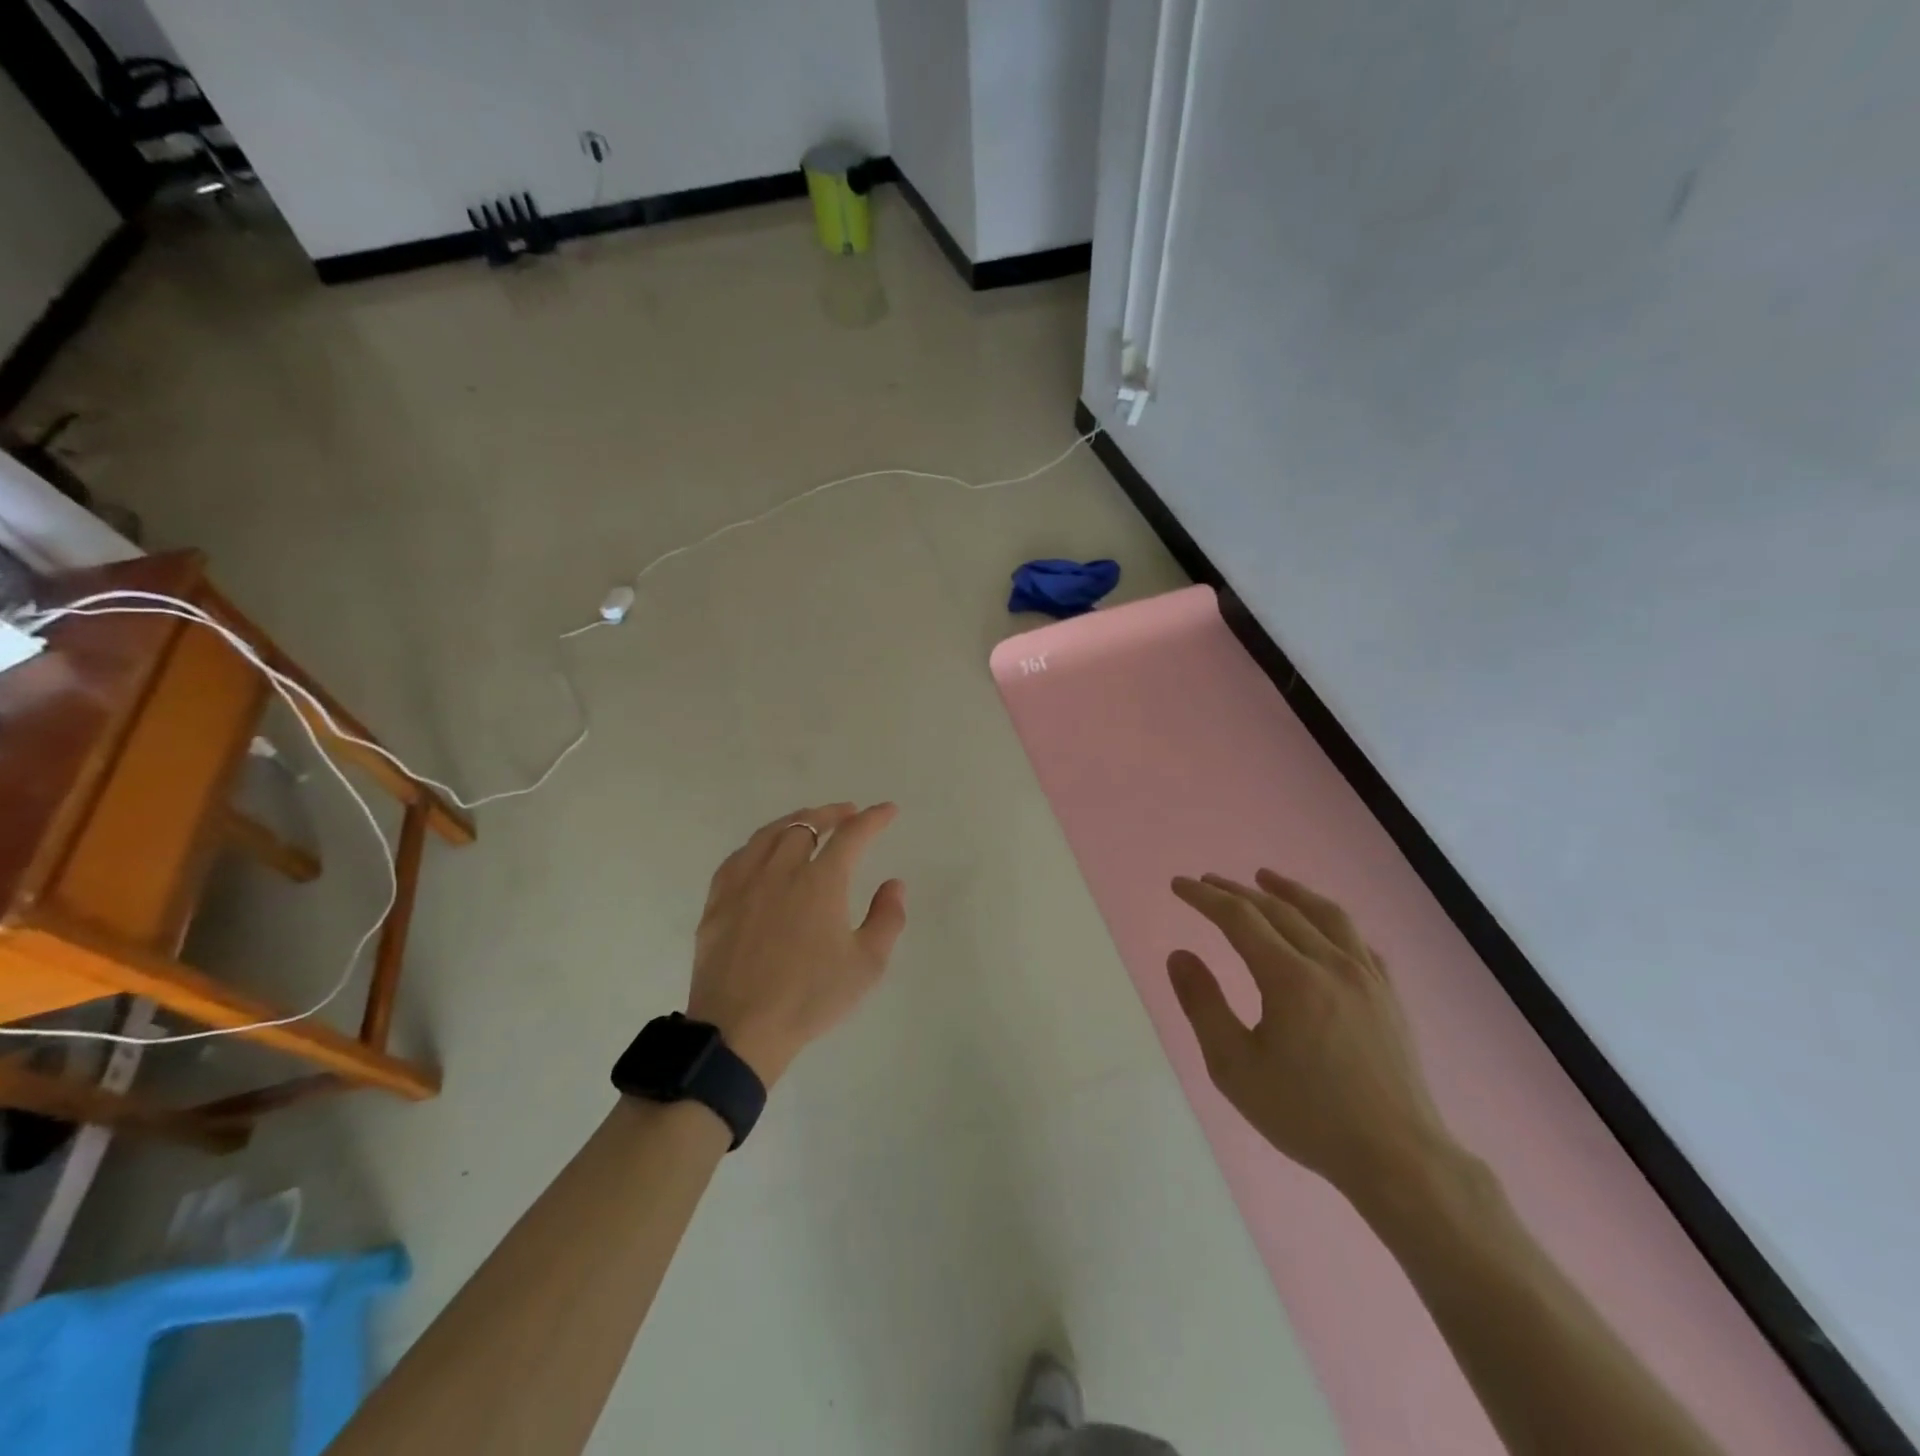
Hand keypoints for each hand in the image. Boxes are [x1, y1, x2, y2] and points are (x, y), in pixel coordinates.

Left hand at [686, 803, 906, 1085]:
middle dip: (832, 814)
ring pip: (769, 835)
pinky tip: (761, 852)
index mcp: (821, 882)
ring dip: (795, 822)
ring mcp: (744, 884)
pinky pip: (738, 858)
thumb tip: (894, 884)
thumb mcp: (866, 965)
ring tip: (808, 822)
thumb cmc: (810, 998)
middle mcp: (781, 871)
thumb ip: (887, 918)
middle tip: (848, 814)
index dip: (874, 819)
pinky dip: (758, 845)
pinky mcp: (717, 903)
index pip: (852, 835)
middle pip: (807, 825)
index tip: (888, 811)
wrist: (740, 1031)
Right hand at [1168, 871, 1453, 1203]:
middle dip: (1237, 891)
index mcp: (1290, 978)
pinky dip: (1330, 922)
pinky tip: (1322, 927)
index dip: (1205, 897)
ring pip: (1326, 915)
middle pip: (1278, 910)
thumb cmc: (1307, 1115)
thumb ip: (1203, 1005)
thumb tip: (1180, 954)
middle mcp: (1331, 964)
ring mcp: (1367, 977)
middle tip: (1208, 882)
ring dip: (1289, 892)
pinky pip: (1358, 942)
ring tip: (1265, 878)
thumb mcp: (1235, 1067)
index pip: (1239, 918)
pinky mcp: (1390, 996)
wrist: (1398, 1159)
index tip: (1179, 885)